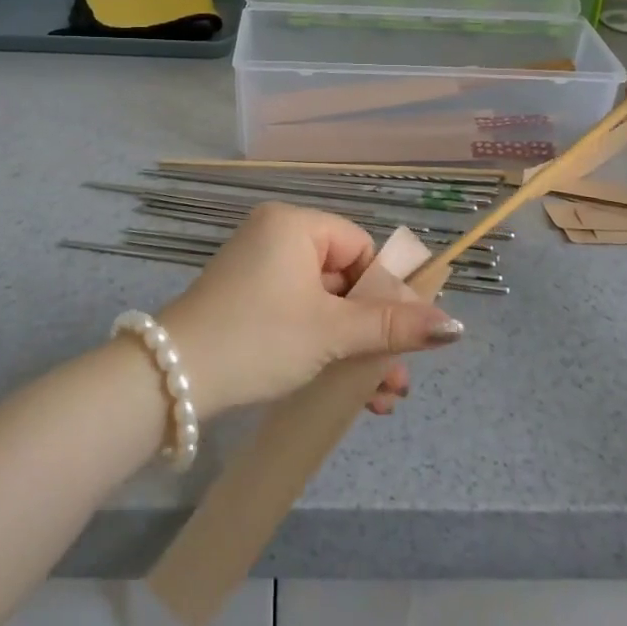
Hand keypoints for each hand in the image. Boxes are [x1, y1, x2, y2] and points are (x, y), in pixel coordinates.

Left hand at [155, 202, 464, 421]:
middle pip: (345, 280)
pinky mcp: (247, 303)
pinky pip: (299, 315)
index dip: (386, 292)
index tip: (401, 336)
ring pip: (324, 305)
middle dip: (375, 332)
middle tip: (397, 379)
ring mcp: (258, 272)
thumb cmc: (259, 338)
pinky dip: (322, 346)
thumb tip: (455, 325)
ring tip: (381, 399)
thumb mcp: (331, 331)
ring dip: (354, 348)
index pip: (360, 247)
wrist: (171, 380)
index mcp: (295, 226)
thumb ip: (393, 325)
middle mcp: (275, 238)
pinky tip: (347, 389)